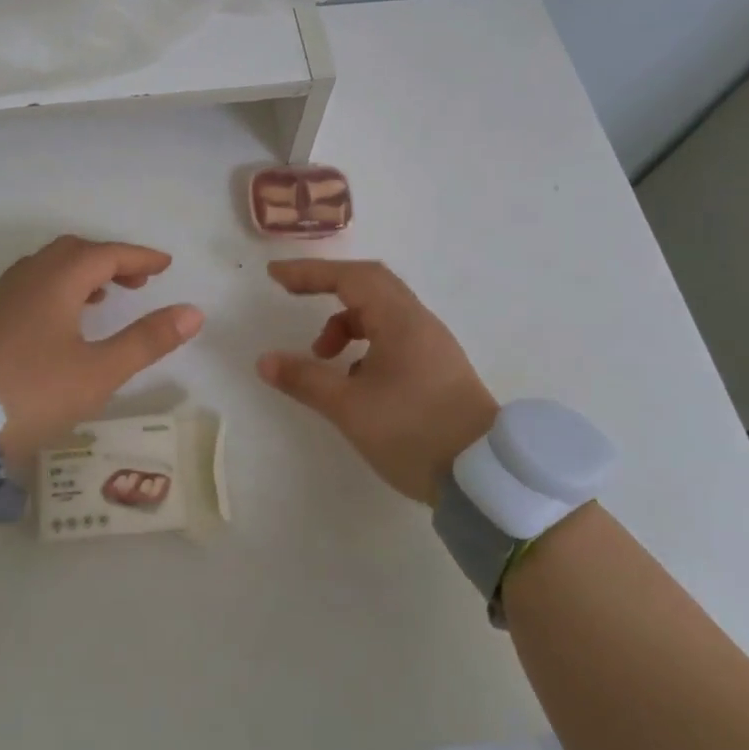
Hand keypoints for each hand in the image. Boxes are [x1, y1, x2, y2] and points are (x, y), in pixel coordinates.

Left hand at [0, 235, 203, 466]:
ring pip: (51, 265)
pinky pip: (34, 282)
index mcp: (57, 280)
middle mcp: (29, 276)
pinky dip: (61, 285)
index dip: (140, 256)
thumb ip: (147, 340)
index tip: (166, 265)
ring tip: (109, 295)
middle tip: (141, 279)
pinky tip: (65, 317)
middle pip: (76, 251)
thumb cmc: (34, 392)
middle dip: (112, 259)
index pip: (107, 254)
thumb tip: (192, 312)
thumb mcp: (99, 371)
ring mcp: (5, 294)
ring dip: (85, 271)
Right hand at [256, 259, 497, 503]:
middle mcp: (419, 321)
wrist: (483, 478)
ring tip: (323, 356)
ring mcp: (432, 344)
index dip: (310, 272)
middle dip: (327, 285)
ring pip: (381, 312)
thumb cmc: (413, 432)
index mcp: (400, 320)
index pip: (350, 277)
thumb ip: (305, 379)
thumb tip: (265, 361)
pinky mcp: (438, 367)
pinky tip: (354, 379)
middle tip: (293, 294)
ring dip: (346, 322)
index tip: (275, 277)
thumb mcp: (349, 407)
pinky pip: (394, 335)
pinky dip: (365, 343)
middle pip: (369, 284)